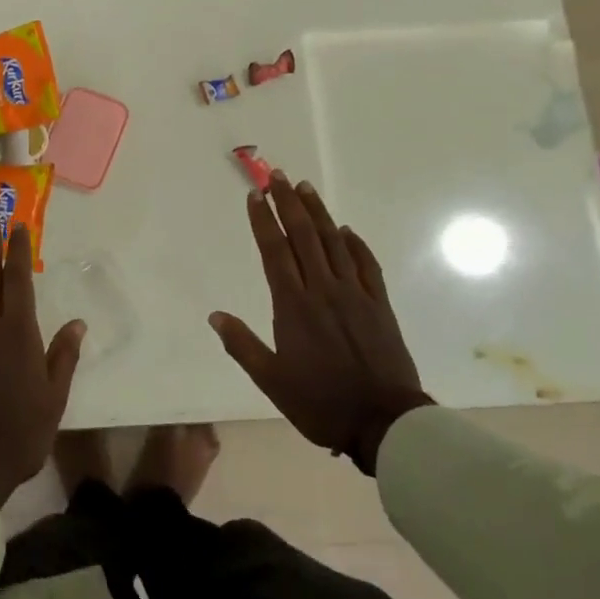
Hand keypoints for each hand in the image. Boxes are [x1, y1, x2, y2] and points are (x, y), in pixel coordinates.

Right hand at [210, 173, 432, 474]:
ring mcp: (355, 294)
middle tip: (277, 176)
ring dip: (319, 213)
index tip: (254, 196)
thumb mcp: (271, 380)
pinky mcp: (379, 304)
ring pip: (334, 243)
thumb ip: (242, 345)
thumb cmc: (320, 402)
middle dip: (288, 204)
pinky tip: (347, 231)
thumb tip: (215, 316)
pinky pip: (366, 265)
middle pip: (304, 236)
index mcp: (294, 306)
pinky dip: (356, 244)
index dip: (263, 221)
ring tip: (305, 188)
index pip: (275, 251)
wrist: (384, 422)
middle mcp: (323, 290)